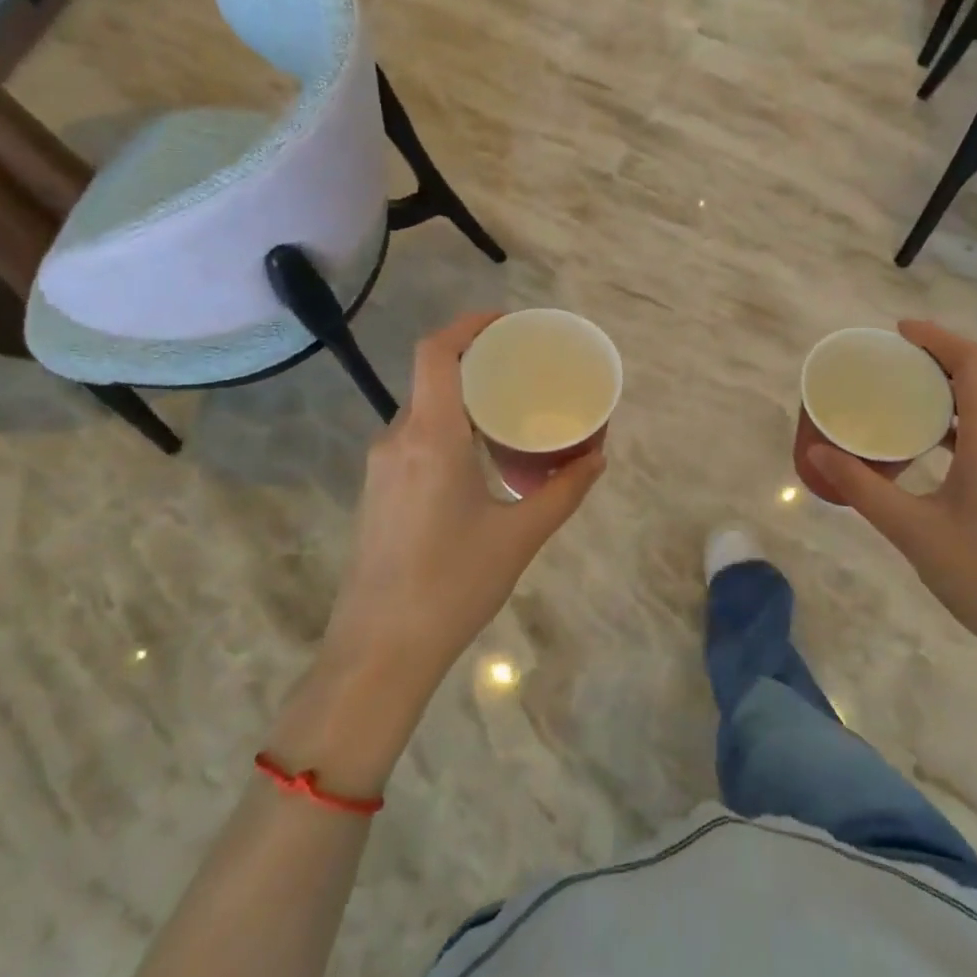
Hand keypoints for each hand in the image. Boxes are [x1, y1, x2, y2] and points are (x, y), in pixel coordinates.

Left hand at [320, 311, 606, 696]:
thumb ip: (564, 490)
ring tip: (511, 408)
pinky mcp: (380, 490)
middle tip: (526, 366)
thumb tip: (598, 457)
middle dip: (478, 360)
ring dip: (464, 397)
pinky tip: (481, 453)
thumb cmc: (452, 586)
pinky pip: (417, 436)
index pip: (436, 353)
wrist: (377, 654)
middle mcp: (399, 439)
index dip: (468, 325)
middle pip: (433, 376)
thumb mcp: (519, 536)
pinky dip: (450, 425)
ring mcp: (382, 466)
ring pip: (424, 408)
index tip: (507, 322)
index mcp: (430, 438)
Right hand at [807, 320, 976, 659]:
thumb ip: (862, 487)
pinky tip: (920, 440)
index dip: (937, 338)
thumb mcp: (912, 529)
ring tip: (895, 393)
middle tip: (885, 362)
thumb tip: (816, 454)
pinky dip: (952, 419)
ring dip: (943, 389)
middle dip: (934, 359)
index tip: (897, 332)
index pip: (973, 363)